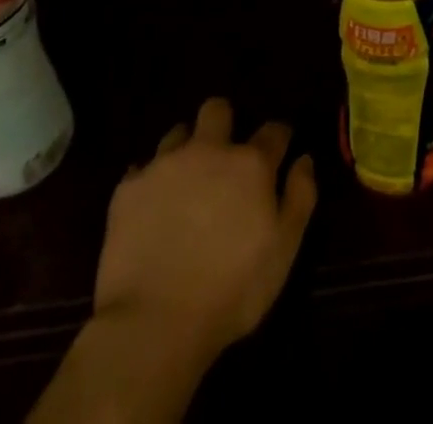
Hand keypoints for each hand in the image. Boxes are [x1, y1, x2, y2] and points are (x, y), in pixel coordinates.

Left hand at [93, 98, 317, 362]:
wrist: (154, 323)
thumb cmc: (231, 291)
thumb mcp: (283, 251)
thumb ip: (300, 198)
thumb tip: (304, 159)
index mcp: (250, 164)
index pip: (274, 131)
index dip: (279, 138)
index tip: (280, 149)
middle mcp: (208, 150)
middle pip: (217, 110)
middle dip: (223, 123)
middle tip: (223, 156)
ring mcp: (165, 165)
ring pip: (177, 133)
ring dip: (185, 150)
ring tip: (184, 182)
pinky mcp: (128, 189)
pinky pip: (141, 171)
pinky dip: (149, 183)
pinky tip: (150, 208)